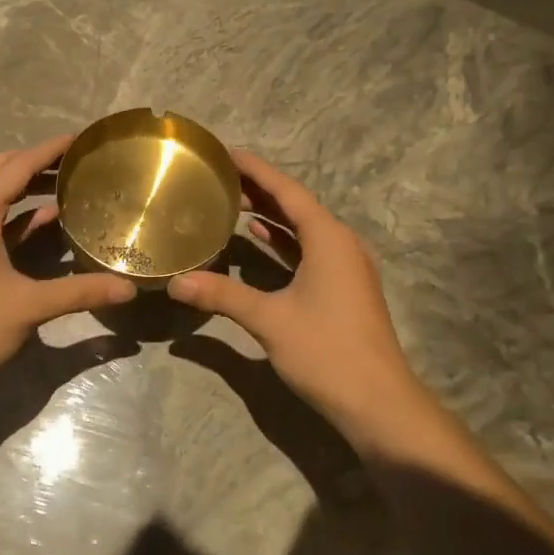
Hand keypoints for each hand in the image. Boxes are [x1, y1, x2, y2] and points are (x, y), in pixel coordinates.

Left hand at [0, 135, 136, 388]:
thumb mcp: (30, 306)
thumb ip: (80, 292)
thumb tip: (128, 289)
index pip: (16, 166)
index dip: (49, 150)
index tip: (80, 140)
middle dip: (34, 162)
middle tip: (73, 162)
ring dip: (23, 188)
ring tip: (65, 187)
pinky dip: (14, 216)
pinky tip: (44, 223)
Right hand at [167, 152, 423, 432]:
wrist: (378, 401)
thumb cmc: (327, 351)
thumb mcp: (270, 320)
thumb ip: (222, 295)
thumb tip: (175, 283)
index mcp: (329, 238)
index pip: (287, 190)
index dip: (256, 169)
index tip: (226, 153)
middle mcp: (341, 243)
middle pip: (296, 205)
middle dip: (260, 189)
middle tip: (219, 177)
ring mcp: (347, 267)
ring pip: (303, 229)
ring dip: (271, 215)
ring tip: (232, 203)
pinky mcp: (344, 288)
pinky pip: (309, 250)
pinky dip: (283, 242)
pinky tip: (258, 240)